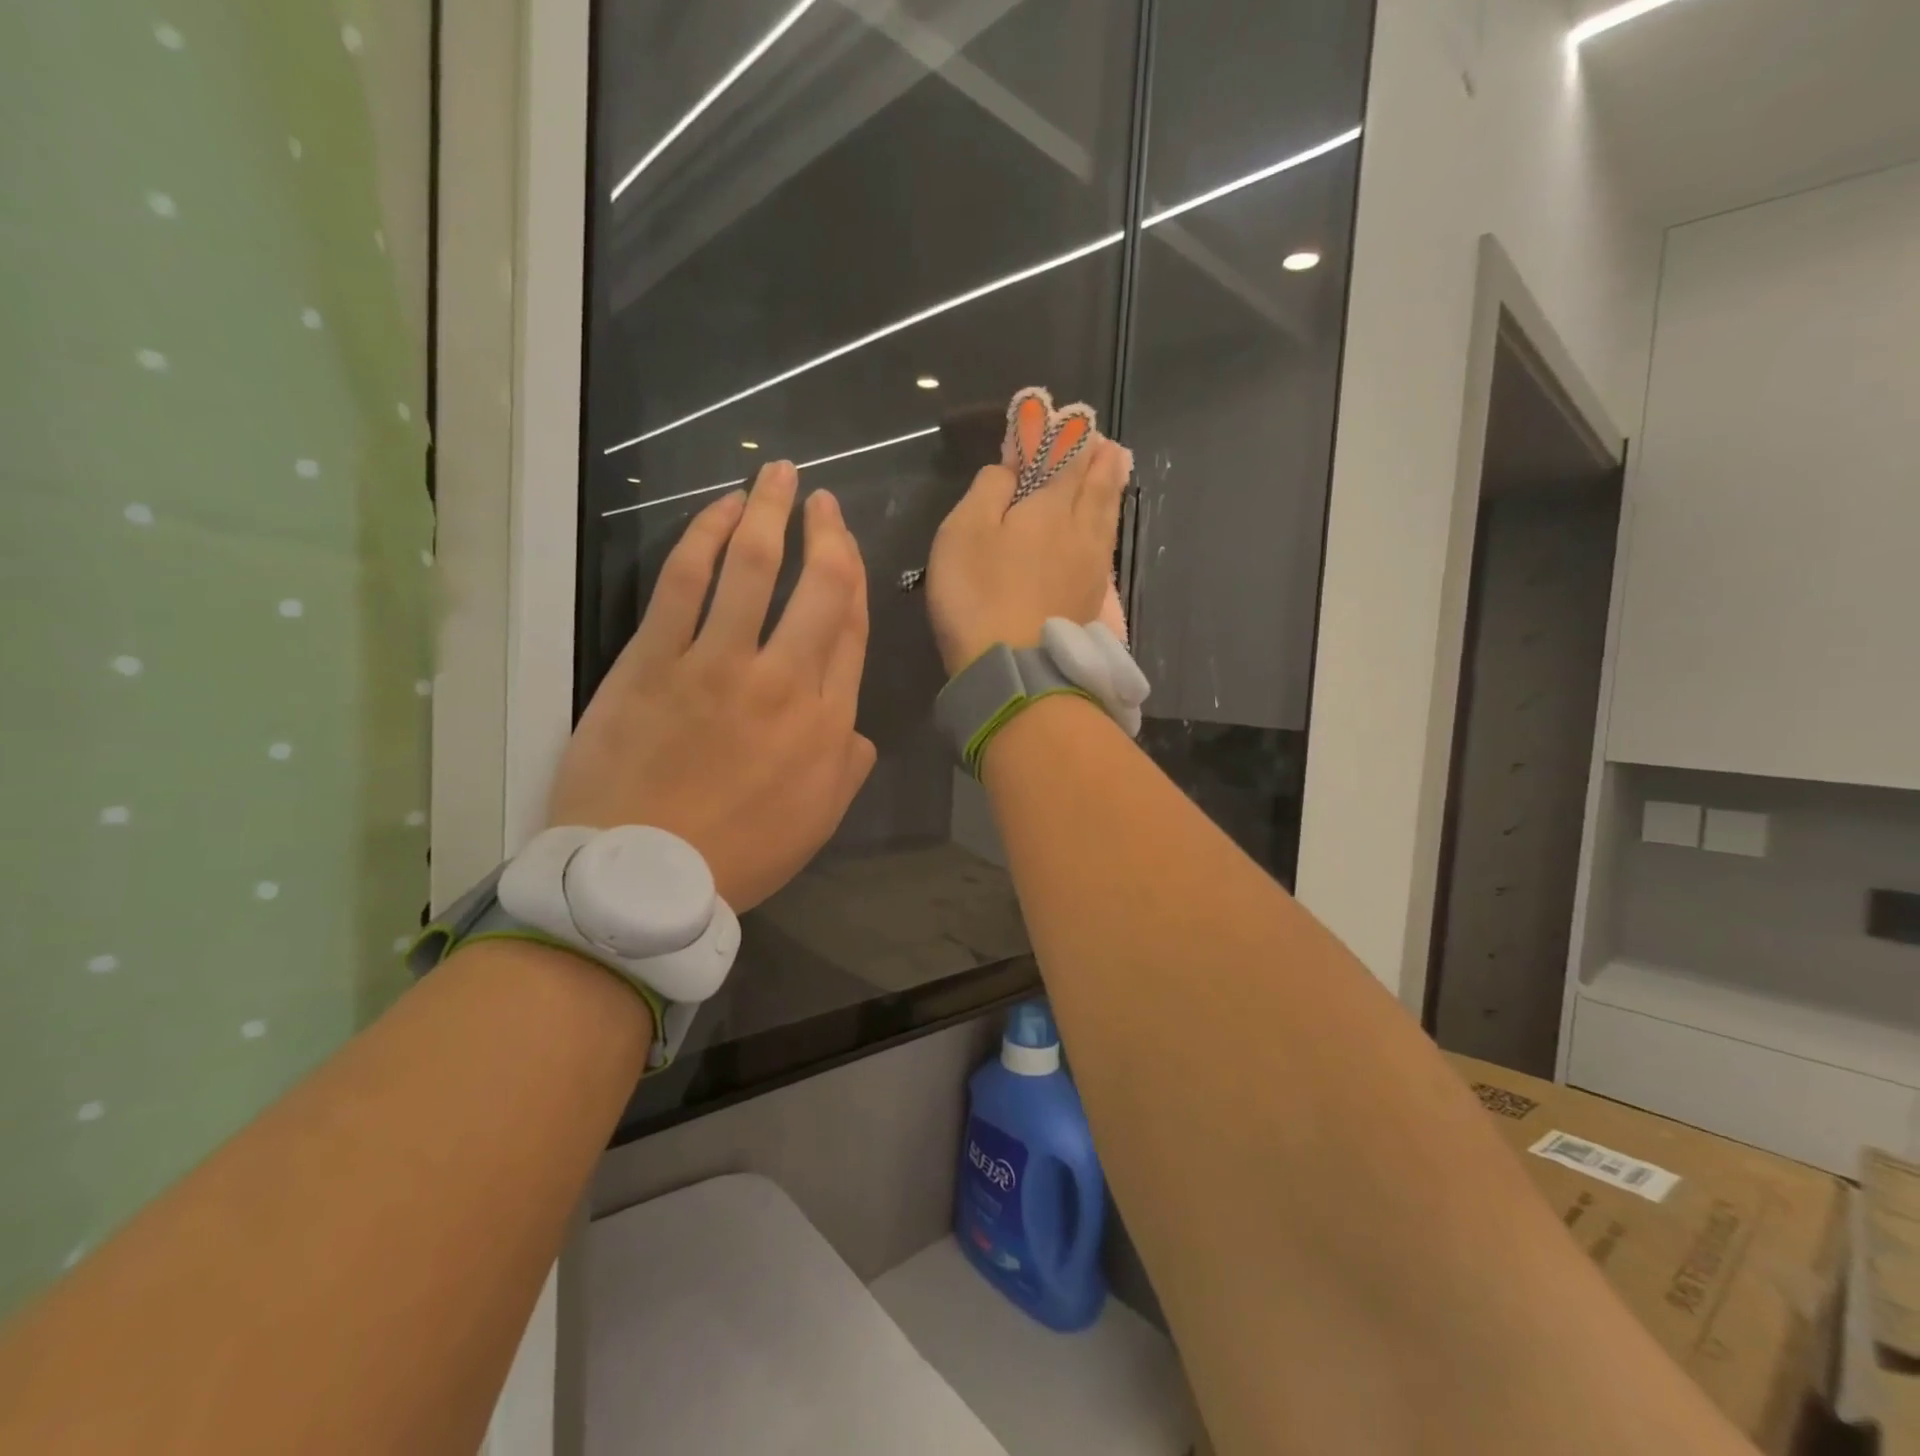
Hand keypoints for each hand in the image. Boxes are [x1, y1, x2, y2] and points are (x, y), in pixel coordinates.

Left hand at [548, 461, 875, 911]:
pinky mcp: (654, 661)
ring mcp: (716, 665)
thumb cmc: (739, 855)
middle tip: (823, 500)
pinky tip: (718, 510)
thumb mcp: (818, 822)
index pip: (850, 630)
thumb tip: (857, 729)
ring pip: (753, 567)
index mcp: (826, 722)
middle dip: (826, 533)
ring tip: (777, 474)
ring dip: (769, 512)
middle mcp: (783, 681)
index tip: (847, 547)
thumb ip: (848, 766)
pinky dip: (704, 537)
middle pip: (818, 587)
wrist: (643, 878)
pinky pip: (684, 583)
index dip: (853, 578)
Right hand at [924, 433, 1131, 675]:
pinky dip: (1108, 525)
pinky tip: (1105, 529)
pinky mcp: (1091, 600)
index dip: (1067, 436)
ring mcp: (1091, 568)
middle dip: (1099, 459)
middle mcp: (1080, 531)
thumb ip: (989, 490)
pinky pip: (1106, 548)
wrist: (1015, 669)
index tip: (1071, 417)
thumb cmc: (979, 594)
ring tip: (1116, 468)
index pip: (1065, 458)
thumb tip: (1008, 469)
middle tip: (1106, 442)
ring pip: (1107, 516)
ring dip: (1111, 487)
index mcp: (1050, 507)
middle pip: (1096, 485)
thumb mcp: (965, 531)